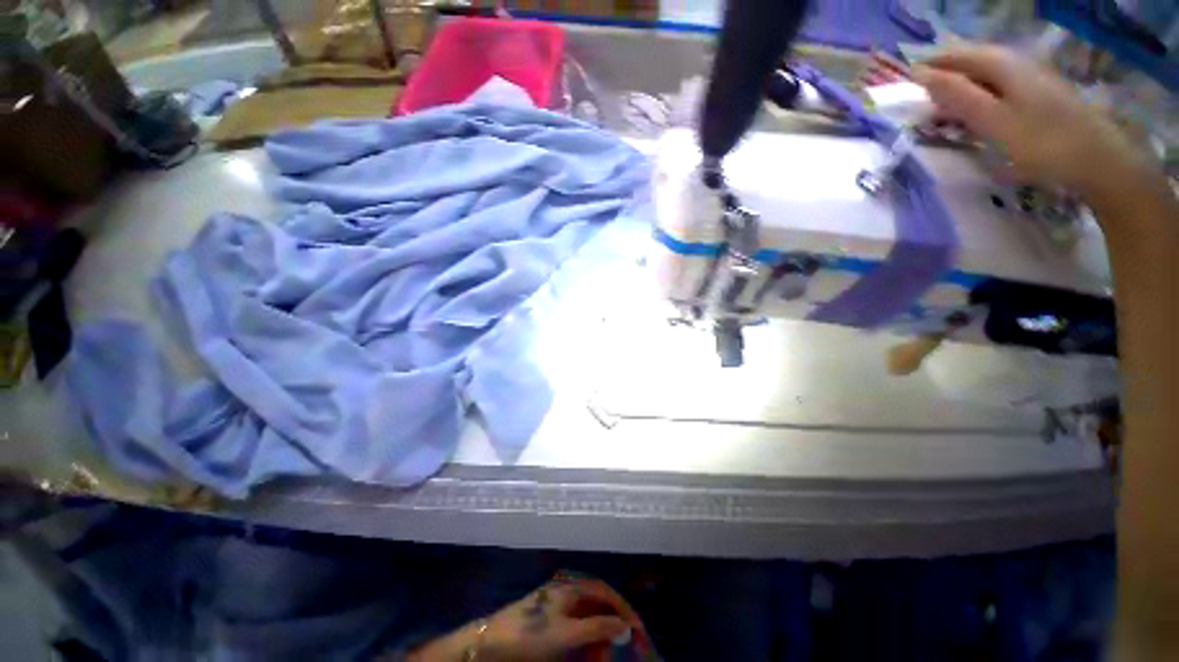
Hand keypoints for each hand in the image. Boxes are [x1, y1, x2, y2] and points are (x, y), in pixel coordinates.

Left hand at [409, 579, 629, 661]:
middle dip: (610, 625)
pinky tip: (585, 654)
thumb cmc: (530, 634)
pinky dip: (583, 641)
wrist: (489, 644)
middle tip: (619, 647)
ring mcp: (555, 606)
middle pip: (596, 605)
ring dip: (597, 636)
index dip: (622, 607)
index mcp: (570, 587)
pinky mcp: (547, 621)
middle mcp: (565, 591)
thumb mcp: (565, 634)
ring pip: (585, 618)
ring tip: (602, 656)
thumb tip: (625, 625)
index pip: (604, 591)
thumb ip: (596, 628)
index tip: (637, 628)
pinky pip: (573, 629)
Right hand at [912, 46, 1142, 197]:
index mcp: (1002, 64)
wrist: (1098, 162)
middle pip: (971, 63)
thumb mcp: (992, 120)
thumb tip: (919, 72)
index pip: (955, 55)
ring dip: (960, 91)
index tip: (905, 85)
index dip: (929, 67)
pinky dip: (979, 101)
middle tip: (920, 104)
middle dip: (944, 79)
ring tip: (942, 113)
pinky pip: (998, 91)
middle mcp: (1016, 63)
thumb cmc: (1041, 143)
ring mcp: (1031, 80)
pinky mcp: (1038, 97)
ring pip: (984, 77)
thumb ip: (956, 95)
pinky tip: (975, 117)